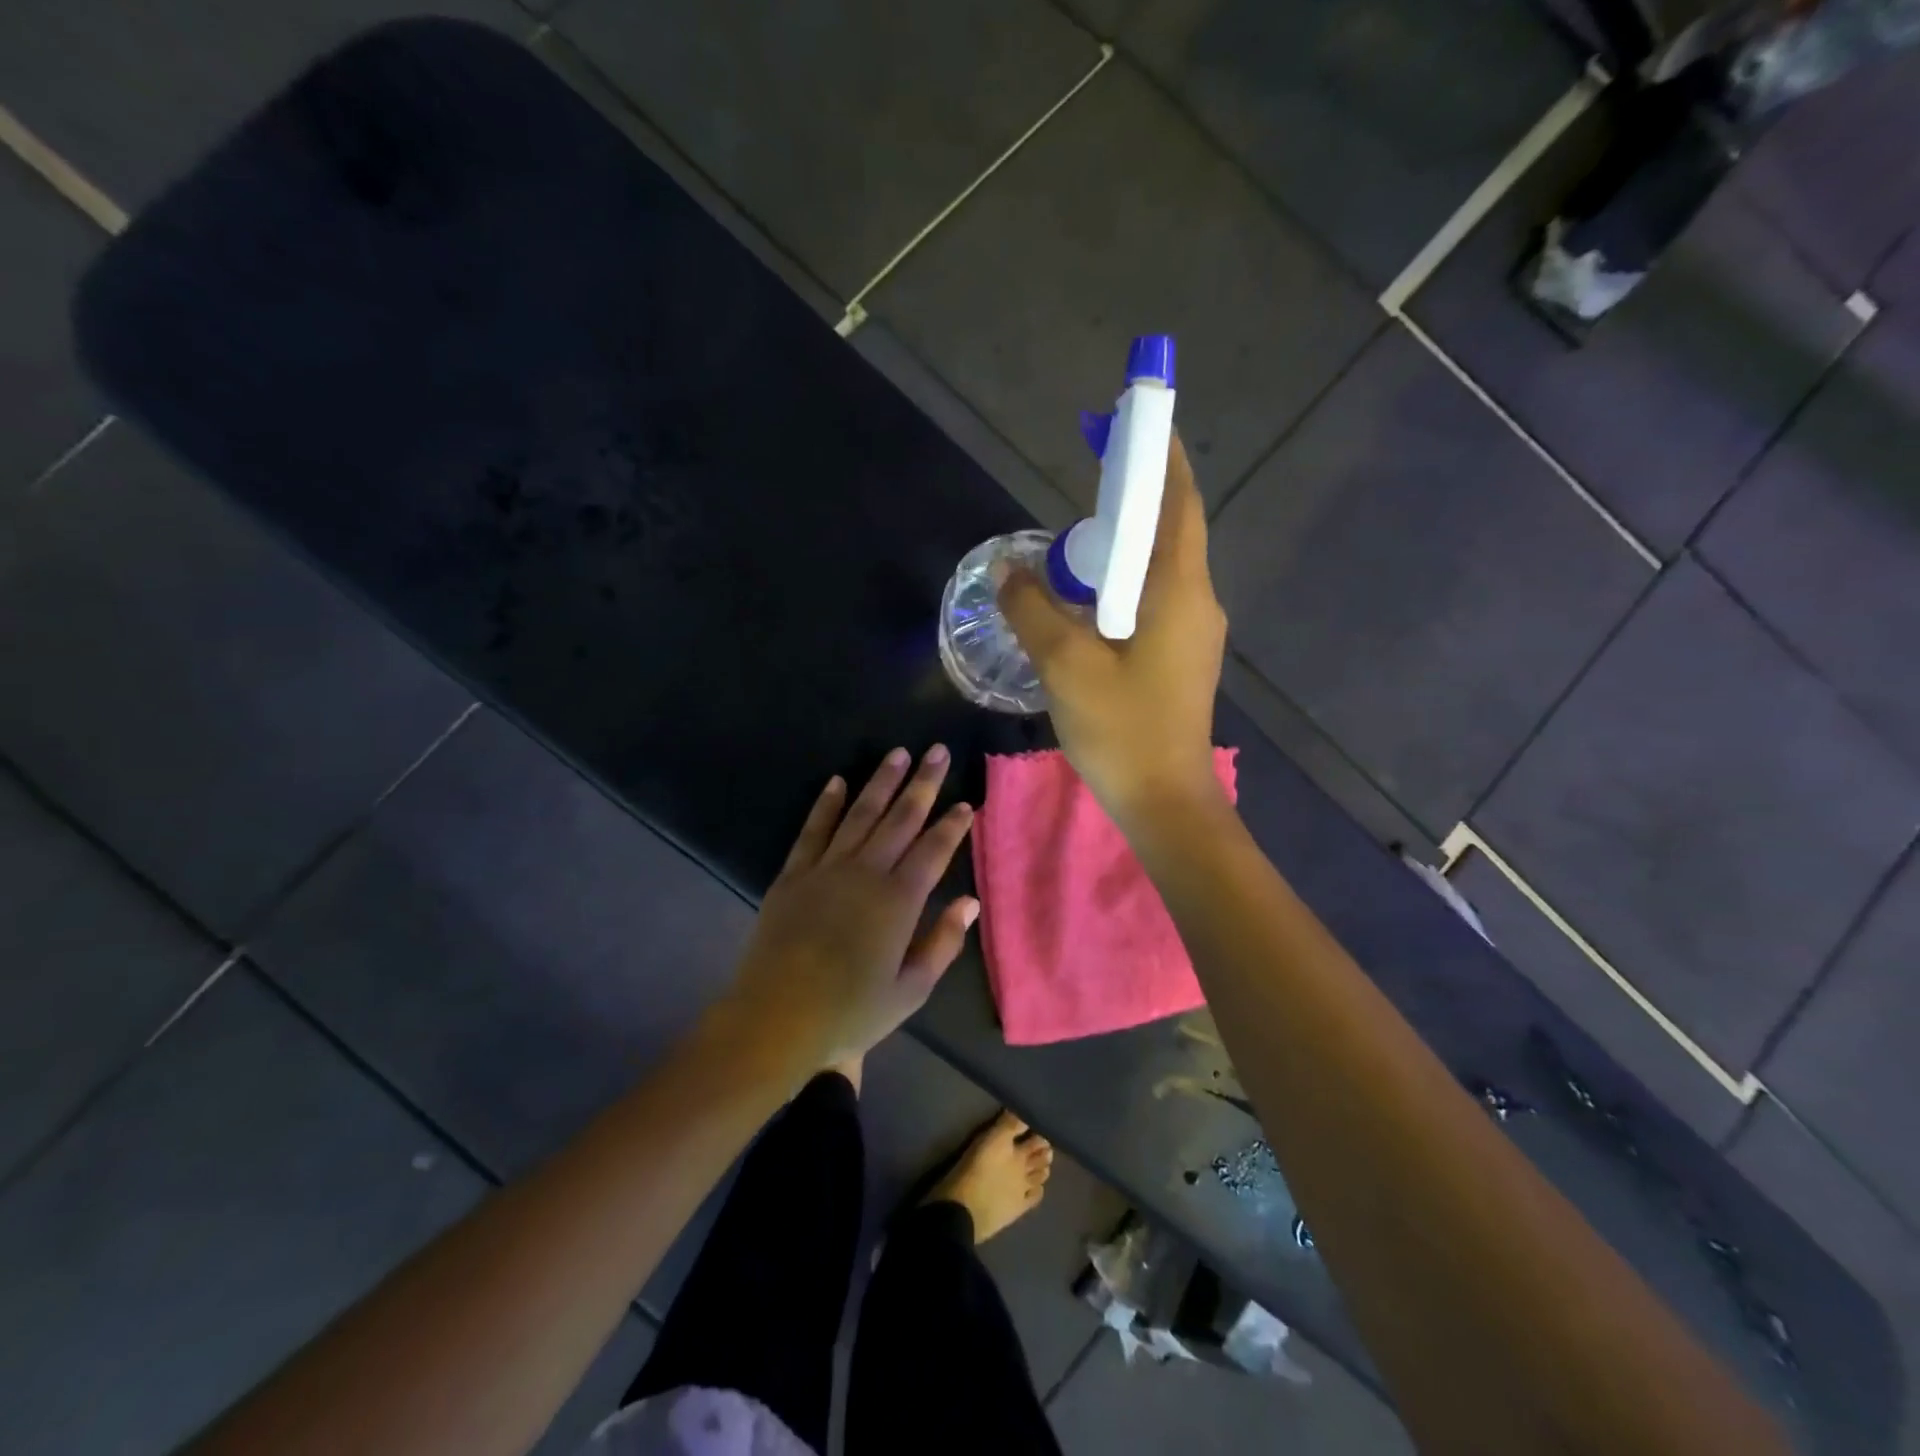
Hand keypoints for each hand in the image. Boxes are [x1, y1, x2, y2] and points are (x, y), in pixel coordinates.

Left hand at [719, 747, 977, 1071]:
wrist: (775, 1019)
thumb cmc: (849, 1012)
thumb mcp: (910, 991)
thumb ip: (943, 942)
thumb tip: (970, 901)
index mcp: (899, 901)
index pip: (933, 850)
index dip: (952, 825)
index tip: (966, 802)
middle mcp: (866, 873)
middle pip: (900, 819)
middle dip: (922, 784)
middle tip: (938, 751)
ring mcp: (826, 869)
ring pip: (860, 814)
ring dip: (881, 782)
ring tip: (898, 754)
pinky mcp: (793, 874)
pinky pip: (813, 830)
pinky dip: (826, 804)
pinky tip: (837, 781)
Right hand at [999, 432, 1226, 823]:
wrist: (1164, 802)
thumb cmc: (1121, 729)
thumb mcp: (1065, 665)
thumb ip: (1032, 609)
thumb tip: (1005, 569)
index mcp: (1179, 592)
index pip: (1177, 504)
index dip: (1160, 457)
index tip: (1138, 419)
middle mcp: (1197, 602)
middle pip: (1169, 531)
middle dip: (1135, 496)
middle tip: (1091, 475)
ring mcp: (1192, 633)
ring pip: (1157, 570)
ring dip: (1123, 545)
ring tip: (1077, 536)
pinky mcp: (1179, 659)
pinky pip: (1151, 601)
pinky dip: (1121, 583)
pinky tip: (1085, 596)